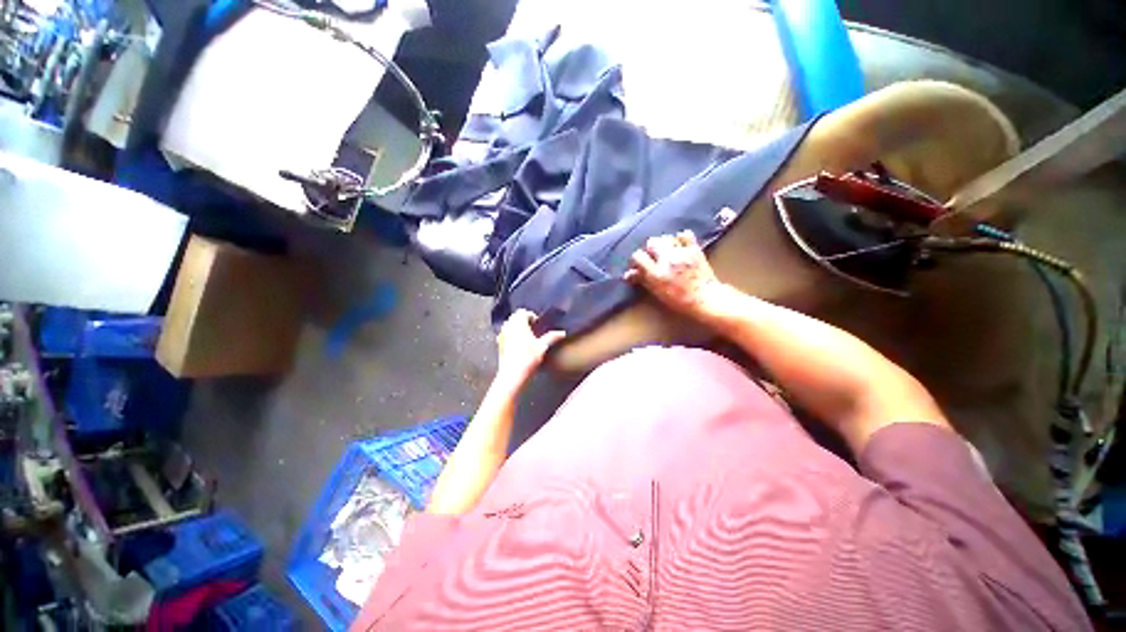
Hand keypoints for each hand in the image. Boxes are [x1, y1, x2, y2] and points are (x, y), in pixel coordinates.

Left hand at [495, 309, 565, 386]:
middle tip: (533, 328)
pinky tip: (518, 344)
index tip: (537, 324)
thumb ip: (551, 337)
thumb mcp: (542, 347)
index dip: (531, 316)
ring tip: (526, 335)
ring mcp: (502, 335)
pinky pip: (505, 333)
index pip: (522, 312)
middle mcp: (508, 326)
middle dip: (523, 320)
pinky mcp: (499, 343)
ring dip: (517, 326)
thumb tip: (563, 332)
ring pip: (509, 324)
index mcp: (518, 324)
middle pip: (515, 316)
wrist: (512, 375)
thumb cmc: (528, 359)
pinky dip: (511, 334)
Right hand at [624, 230, 722, 318]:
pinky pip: (685, 235)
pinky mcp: (694, 249)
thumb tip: (628, 274)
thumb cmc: (679, 300)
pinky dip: (680, 238)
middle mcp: (667, 260)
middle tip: (654, 258)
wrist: (706, 298)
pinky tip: (680, 245)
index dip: (637, 259)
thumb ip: (642, 280)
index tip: (640, 264)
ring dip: (664, 243)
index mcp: (656, 273)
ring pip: (666, 237)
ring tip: (667, 251)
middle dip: (651, 249)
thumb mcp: (657, 292)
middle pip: (652, 242)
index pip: (638, 256)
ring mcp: (681, 252)